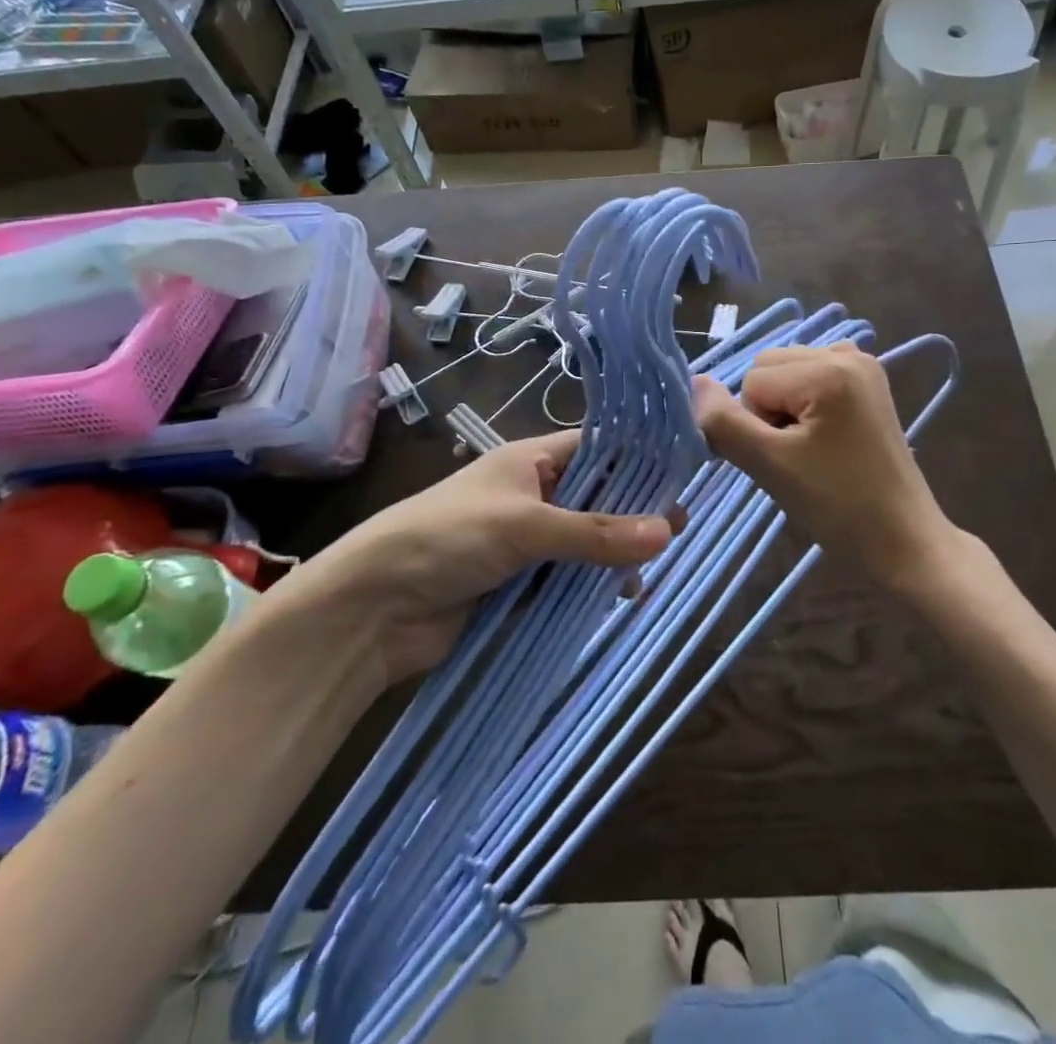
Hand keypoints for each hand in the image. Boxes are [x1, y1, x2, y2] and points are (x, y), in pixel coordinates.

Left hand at [291, 431, 672, 685]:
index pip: (597, 448)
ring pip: (586, 542)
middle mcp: (533, 495)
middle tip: (677, 530)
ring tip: (649, 570)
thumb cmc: (448, 538)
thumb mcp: (526, 526)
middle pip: (597, 497)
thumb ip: (596, 532)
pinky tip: (620, 597)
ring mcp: (526, 541)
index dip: (638, 459)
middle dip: (633, 512)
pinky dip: (593, 586)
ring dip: (615, 554)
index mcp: (531, 461)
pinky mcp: (519, 584)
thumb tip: (668, 531)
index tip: (682, 476)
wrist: (373, 608)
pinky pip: (568, 579)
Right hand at [694, 343, 969, 601]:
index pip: (751, 381)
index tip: (786, 461)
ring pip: (786, 374)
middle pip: (768, 369)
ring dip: (785, 410)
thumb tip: (693, 383)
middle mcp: (848, 353)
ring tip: (812, 450)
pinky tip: (824, 436)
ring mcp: (863, 365)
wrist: (903, 541)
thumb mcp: (770, 465)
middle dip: (769, 412)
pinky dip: (806, 403)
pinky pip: (812, 378)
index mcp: (829, 368)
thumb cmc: (837, 507)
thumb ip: (724, 422)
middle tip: (798, 457)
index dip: (755, 426)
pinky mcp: (868, 383)